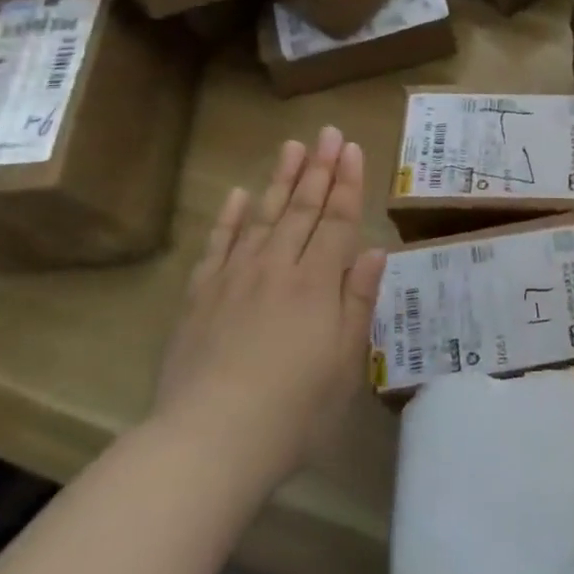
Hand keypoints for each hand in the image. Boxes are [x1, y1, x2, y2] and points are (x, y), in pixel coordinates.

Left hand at [154, 128, 386, 477]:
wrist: (209, 441)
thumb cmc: (294, 409)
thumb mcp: (345, 361)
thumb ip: (358, 300)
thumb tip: (373, 250)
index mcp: (317, 283)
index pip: (337, 220)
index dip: (347, 183)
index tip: (352, 148)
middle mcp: (277, 267)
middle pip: (302, 208)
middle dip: (319, 168)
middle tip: (327, 132)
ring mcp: (235, 278)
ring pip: (263, 216)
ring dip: (281, 179)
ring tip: (292, 146)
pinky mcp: (200, 296)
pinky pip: (218, 245)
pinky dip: (230, 217)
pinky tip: (240, 195)